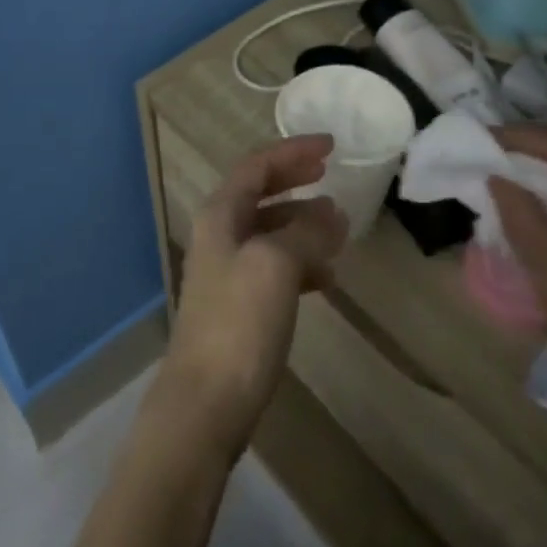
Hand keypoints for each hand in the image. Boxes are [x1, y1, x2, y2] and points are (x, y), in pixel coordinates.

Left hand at [155, 136, 348, 461]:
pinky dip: (300, 262)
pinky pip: (274, 267)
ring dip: (302, 223)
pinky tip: (326, 277)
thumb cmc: (239, 322)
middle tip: (329, 173)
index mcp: (220, 215)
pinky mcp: (239, 305)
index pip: (256, 166)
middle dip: (294, 180)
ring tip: (339, 229)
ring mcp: (227, 270)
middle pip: (259, 193)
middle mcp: (219, 235)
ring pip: (269, 231)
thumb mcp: (276, 265)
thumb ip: (304, 232)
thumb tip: (330, 211)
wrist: (206, 400)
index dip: (292, 151)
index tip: (331, 145)